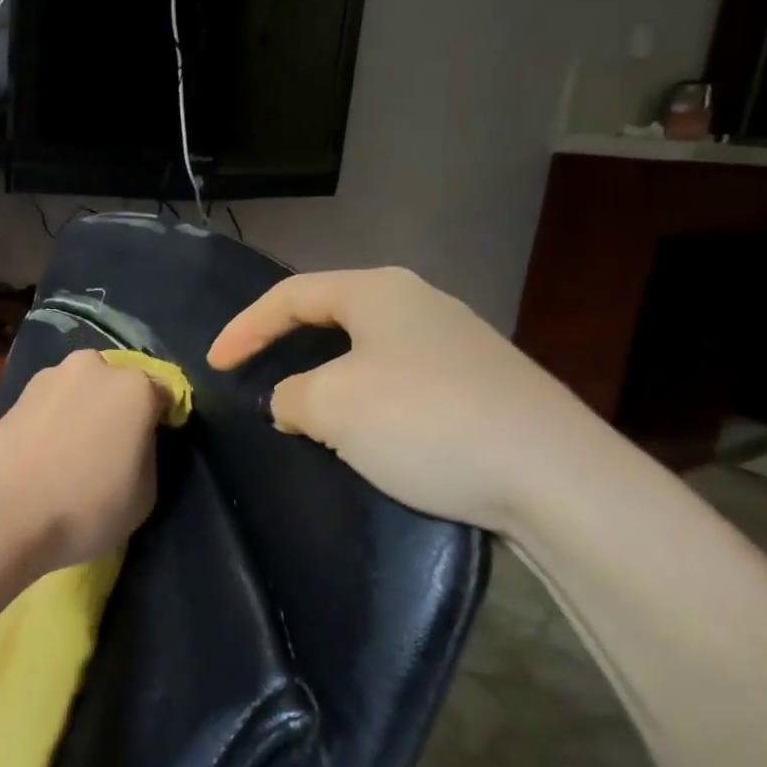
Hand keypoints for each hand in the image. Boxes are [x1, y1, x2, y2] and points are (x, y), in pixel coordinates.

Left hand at [0, 351, 168, 576]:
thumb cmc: (85, 506)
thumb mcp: (145, 495)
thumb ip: (146, 455)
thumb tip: (131, 443)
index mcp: (135, 387)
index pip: (165, 396)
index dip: (162, 424)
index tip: (150, 452)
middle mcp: (93, 367)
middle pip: (118, 386)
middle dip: (118, 411)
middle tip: (111, 452)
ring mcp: (49, 377)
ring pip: (80, 392)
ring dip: (83, 414)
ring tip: (72, 456)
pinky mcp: (13, 395)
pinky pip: (49, 407)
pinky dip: (53, 423)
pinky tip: (43, 457)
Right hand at [207, 267, 603, 537]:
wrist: (552, 474)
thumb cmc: (425, 421)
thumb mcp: (333, 405)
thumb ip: (292, 395)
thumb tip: (294, 401)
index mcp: (379, 292)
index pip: (291, 295)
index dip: (244, 328)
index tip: (214, 365)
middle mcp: (420, 303)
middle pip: (332, 317)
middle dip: (288, 348)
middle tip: (258, 382)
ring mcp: (459, 342)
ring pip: (369, 353)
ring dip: (330, 382)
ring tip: (309, 418)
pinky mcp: (483, 383)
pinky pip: (403, 382)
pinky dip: (370, 404)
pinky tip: (373, 437)